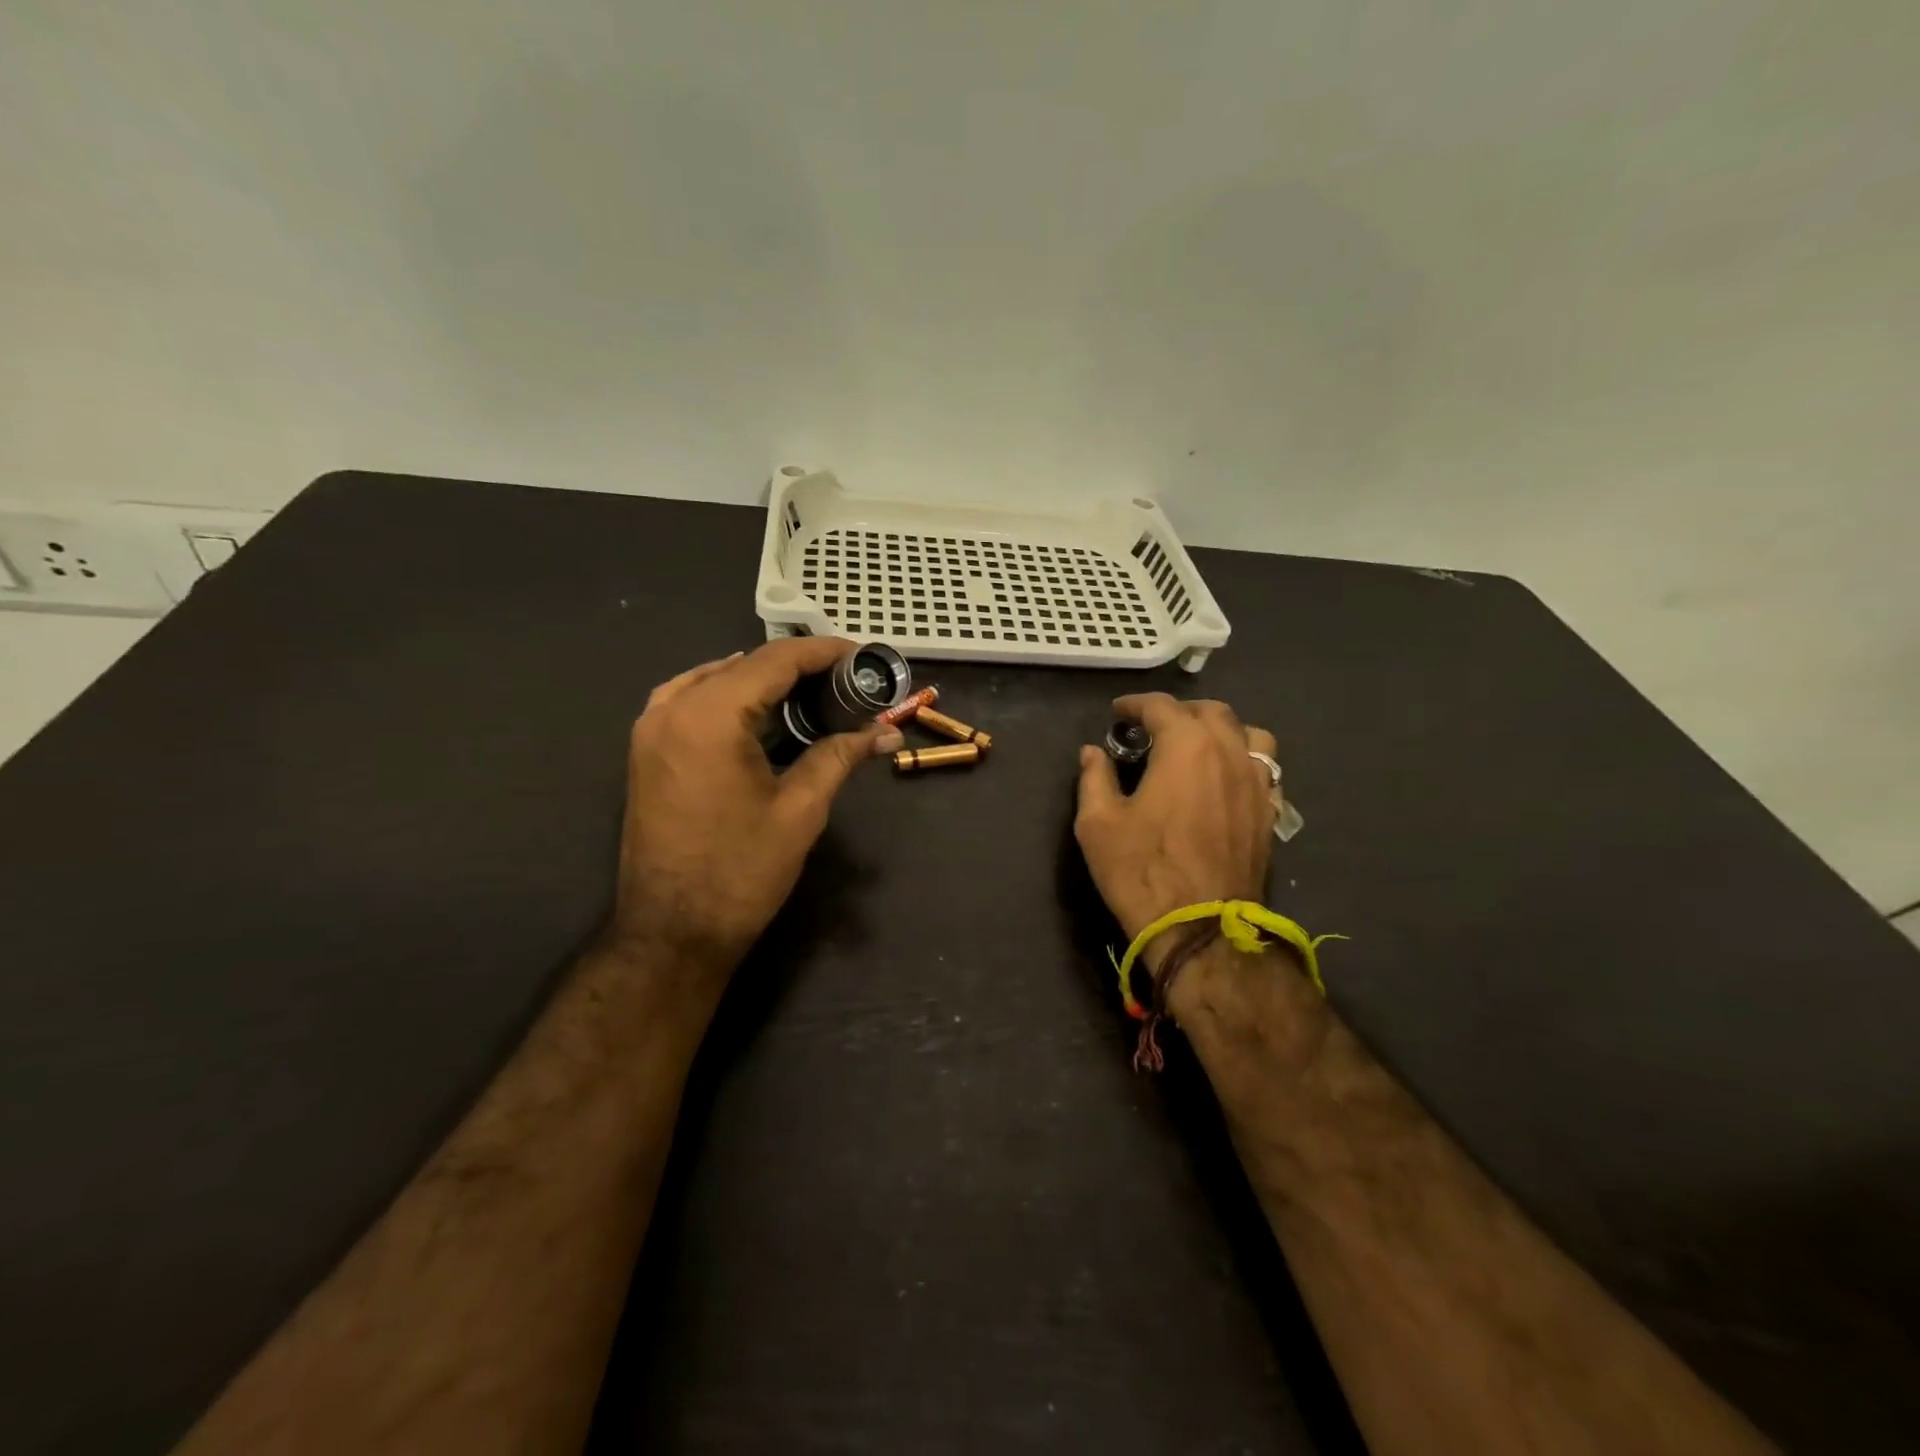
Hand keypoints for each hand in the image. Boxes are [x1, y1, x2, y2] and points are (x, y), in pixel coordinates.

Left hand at [610, 638, 904, 980]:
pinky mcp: (647, 750)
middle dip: (797, 666)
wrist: (672, 932)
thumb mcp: (801, 810)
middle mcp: (673, 708)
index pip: (774, 660)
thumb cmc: (740, 872)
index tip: (861, 656)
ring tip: (809, 692)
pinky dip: (727, 694)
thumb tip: (885, 732)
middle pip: (744, 664)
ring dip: (762, 678)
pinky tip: (755, 709)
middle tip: (845, 679)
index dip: (823, 652)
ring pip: (714, 678)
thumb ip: (840, 756)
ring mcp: (651, 728)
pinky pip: (689, 699)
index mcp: (710, 716)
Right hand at [1074, 694, 1278, 974]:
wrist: (1200, 929)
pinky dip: (1243, 760)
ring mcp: (1256, 783)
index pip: (1161, 707)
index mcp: (1186, 746)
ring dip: (1220, 730)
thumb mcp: (1098, 824)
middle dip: (1178, 711)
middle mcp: (1228, 753)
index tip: (1117, 713)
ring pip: (1248, 734)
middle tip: (1152, 727)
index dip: (1135, 704)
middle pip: (1210, 711)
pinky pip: (1264, 768)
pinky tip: (1225, 778)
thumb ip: (1094, 779)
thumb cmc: (1143, 870)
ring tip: (1198, 745)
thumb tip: (1092, 753)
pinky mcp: (1269, 812)